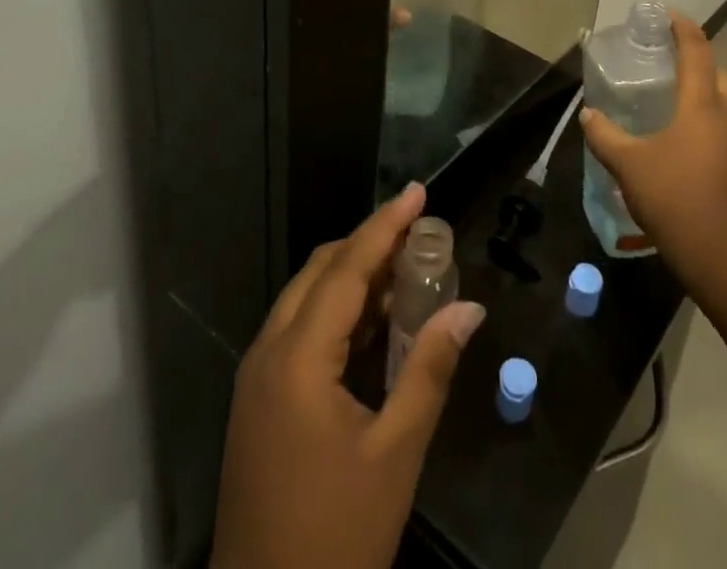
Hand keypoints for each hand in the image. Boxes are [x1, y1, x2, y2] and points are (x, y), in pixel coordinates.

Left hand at [211, 183, 486, 568]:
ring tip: (406, 272)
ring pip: (307, 298)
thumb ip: (430, 370)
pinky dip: (337, 312)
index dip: (385, 225)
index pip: (347, 268)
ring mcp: (257, 378)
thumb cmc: (335, 537)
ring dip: (353, 278)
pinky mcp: (257, 402)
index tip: (418, 192)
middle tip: (419, 236)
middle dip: (369, 245)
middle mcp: (268, 353)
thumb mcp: (394, 454)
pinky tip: (374, 324)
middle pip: (321, 272)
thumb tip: (469, 308)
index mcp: (297, 359)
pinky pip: (299, 330)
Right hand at [580, 12, 726, 259]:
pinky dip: (714, 132)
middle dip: (703, 64)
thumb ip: (605, 136)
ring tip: (679, 111)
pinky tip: (691, 154)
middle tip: (674, 67)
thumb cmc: (674, 197)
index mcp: (703, 105)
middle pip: (723, 76)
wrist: (725, 257)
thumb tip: (588, 115)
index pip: (697, 51)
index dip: (683, 28)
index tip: (668, 15)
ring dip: (710, 100)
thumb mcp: (628, 165)